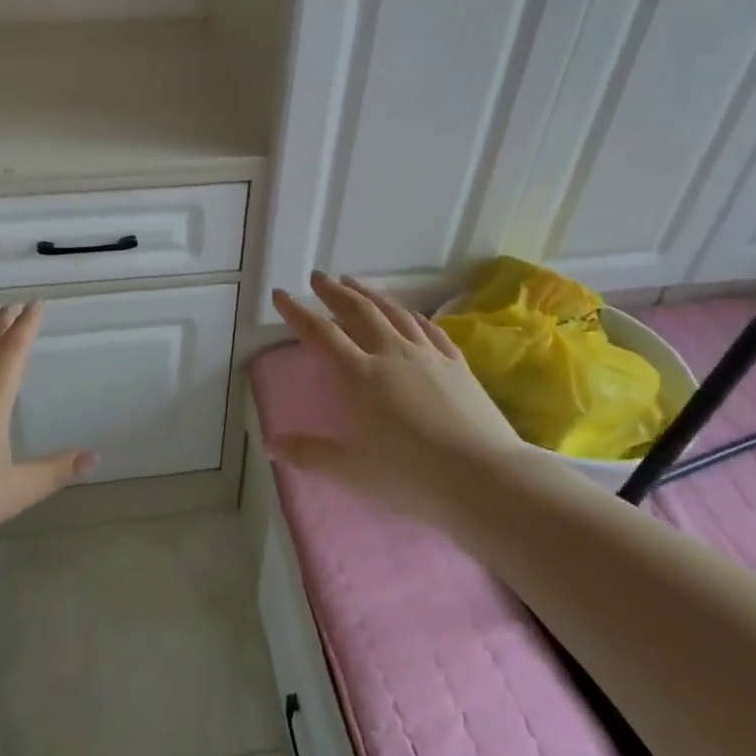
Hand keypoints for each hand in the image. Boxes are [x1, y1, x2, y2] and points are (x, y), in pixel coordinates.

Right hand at [269, 273, 521, 524]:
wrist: (485, 478)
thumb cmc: (413, 476)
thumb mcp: (353, 471)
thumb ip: (309, 454)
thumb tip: (269, 445)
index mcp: (361, 376)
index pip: (321, 334)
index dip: (297, 312)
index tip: (281, 294)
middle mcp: (392, 354)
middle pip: (358, 311)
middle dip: (334, 292)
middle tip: (318, 277)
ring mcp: (428, 355)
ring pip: (394, 312)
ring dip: (370, 294)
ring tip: (354, 283)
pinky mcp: (457, 363)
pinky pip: (429, 328)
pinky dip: (412, 315)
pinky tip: (408, 313)